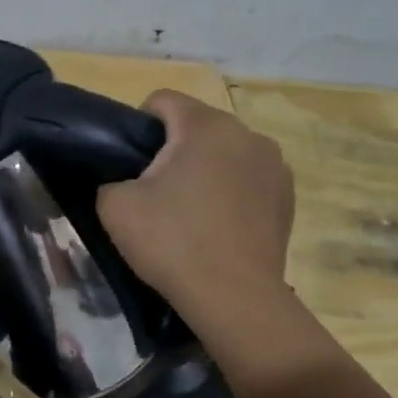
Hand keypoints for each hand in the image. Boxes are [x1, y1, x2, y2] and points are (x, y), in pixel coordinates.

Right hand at [96, 91, 296, 348]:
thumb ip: (110, 179)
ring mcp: (275, 165)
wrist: (234, 298)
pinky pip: (248, 179)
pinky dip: (230, 192)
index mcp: (206, 125)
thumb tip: (123, 181)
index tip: (128, 162)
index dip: (137, 125)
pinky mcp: (288, 197)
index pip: (162, 100)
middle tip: (154, 192)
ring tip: (190, 212)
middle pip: (197, 126)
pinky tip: (219, 226)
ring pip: (225, 153)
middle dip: (173, 149)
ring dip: (205, 169)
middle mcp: (247, 133)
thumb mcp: (115, 207)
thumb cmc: (172, 242)